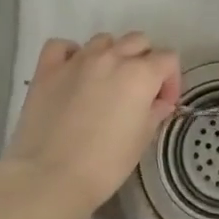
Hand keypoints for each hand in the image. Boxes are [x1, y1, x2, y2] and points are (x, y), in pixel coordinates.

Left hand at [0, 33, 180, 218]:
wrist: (49, 178)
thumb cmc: (105, 165)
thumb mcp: (142, 140)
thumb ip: (155, 112)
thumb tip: (158, 102)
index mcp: (140, 74)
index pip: (168, 58)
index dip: (170, 80)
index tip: (163, 104)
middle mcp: (112, 57)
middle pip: (138, 41)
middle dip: (144, 61)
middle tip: (137, 92)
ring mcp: (77, 60)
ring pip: (104, 40)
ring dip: (111, 55)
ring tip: (105, 83)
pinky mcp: (47, 69)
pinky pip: (62, 46)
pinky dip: (71, 54)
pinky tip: (72, 73)